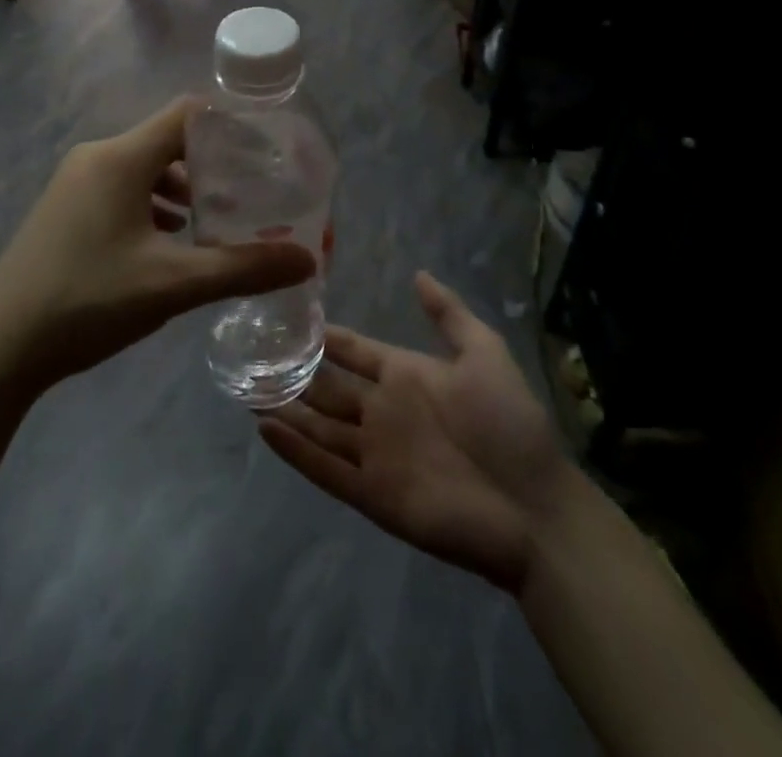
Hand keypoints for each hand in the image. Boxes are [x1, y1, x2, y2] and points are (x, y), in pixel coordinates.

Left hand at [0, 99, 316, 391]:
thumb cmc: (87, 300)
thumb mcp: (172, 285)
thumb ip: (242, 268)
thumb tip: (307, 260)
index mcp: (122, 158)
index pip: (188, 114)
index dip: (231, 125)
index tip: (268, 149)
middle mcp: (97, 157)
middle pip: (169, 141)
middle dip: (213, 164)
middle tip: (252, 193)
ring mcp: (75, 182)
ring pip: (145, 168)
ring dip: (183, 188)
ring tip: (217, 220)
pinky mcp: (65, 209)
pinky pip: (122, 189)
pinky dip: (154, 204)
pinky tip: (171, 239)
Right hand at [259, 273, 586, 592]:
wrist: (534, 507)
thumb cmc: (509, 424)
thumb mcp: (485, 354)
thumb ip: (449, 314)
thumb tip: (417, 273)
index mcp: (404, 376)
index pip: (352, 350)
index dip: (325, 335)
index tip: (288, 316)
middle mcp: (382, 411)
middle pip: (327, 387)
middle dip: (293, 371)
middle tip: (252, 352)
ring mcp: (374, 453)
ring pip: (318, 425)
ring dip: (285, 409)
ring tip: (247, 388)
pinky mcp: (371, 493)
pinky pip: (325, 469)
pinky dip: (295, 451)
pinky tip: (265, 429)